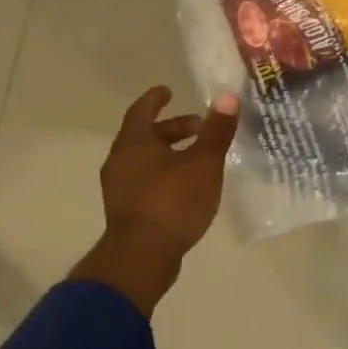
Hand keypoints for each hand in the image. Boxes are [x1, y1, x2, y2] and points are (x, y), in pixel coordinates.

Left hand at [70, 86, 239, 315]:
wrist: (141, 257)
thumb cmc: (172, 201)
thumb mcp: (203, 163)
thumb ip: (216, 131)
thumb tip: (228, 98)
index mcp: (134, 143)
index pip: (142, 110)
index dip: (156, 99)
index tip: (169, 91)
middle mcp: (120, 161)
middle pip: (145, 135)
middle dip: (173, 128)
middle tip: (199, 127)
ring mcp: (120, 188)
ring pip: (145, 159)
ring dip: (170, 152)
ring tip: (198, 156)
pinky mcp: (126, 211)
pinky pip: (145, 180)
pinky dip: (165, 173)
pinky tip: (187, 184)